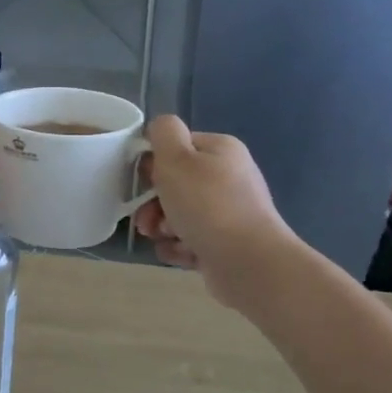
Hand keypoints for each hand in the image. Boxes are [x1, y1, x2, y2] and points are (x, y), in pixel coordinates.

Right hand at [131, 115, 295, 303]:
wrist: (248, 263)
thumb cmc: (207, 206)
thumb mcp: (176, 158)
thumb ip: (163, 133)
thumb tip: (159, 129)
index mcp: (220, 150)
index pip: (177, 146)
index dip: (154, 163)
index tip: (143, 181)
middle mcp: (228, 177)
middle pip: (175, 183)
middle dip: (153, 202)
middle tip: (146, 219)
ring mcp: (228, 212)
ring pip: (178, 214)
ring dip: (162, 227)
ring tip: (164, 237)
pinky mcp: (225, 243)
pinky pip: (190, 240)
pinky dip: (179, 247)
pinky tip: (181, 254)